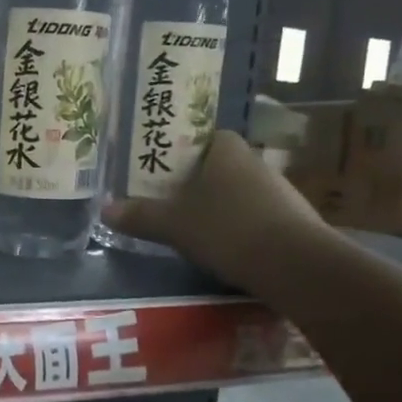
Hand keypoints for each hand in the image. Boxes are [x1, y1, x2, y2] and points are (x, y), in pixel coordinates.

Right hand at [103, 129, 334, 289]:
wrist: (296, 266)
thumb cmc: (227, 229)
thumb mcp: (173, 225)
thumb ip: (140, 216)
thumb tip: (104, 210)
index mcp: (227, 150)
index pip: (204, 136)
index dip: (182, 149)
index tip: (162, 169)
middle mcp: (256, 162)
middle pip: (219, 165)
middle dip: (196, 182)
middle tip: (168, 200)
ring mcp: (280, 191)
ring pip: (238, 193)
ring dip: (219, 207)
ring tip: (193, 228)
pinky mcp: (294, 221)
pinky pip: (256, 217)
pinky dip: (239, 229)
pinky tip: (226, 249)